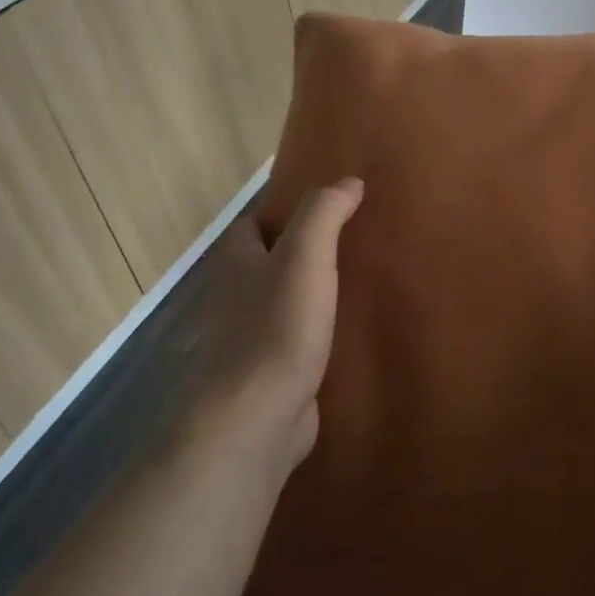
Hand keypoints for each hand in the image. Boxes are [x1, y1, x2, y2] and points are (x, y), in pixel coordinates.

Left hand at [180, 178, 363, 481]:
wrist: (259, 414)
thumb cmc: (278, 327)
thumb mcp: (305, 256)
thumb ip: (324, 214)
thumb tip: (350, 181)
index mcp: (237, 262)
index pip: (252, 225)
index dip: (282, 212)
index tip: (325, 207)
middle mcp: (236, 296)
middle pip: (267, 263)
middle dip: (301, 252)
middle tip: (350, 242)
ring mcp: (251, 337)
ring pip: (283, 302)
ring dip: (312, 292)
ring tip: (358, 281)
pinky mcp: (271, 371)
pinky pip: (297, 339)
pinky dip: (318, 331)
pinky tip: (350, 331)